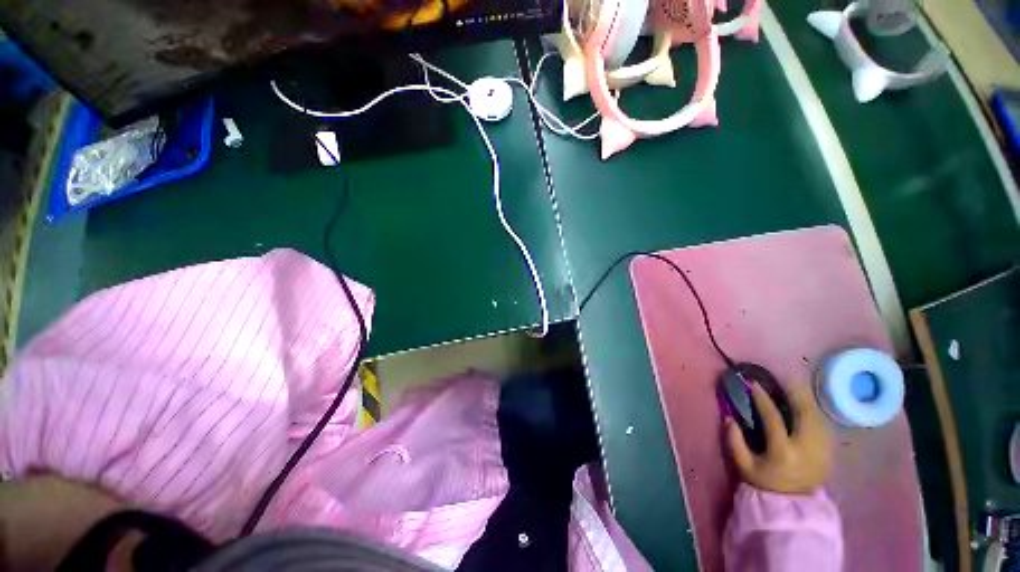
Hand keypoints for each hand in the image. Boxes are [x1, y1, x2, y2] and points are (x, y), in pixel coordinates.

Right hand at [727, 381, 832, 494]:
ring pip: (817, 416)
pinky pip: (822, 424)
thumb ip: (734, 440)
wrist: (793, 503)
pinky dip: (813, 411)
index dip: (762, 398)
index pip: (773, 417)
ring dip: (805, 399)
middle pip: (804, 412)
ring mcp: (822, 450)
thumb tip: (729, 417)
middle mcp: (806, 448)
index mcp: (783, 451)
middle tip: (782, 377)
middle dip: (793, 392)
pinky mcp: (829, 452)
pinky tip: (805, 405)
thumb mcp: (743, 464)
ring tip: (793, 386)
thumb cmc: (764, 482)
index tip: (753, 384)